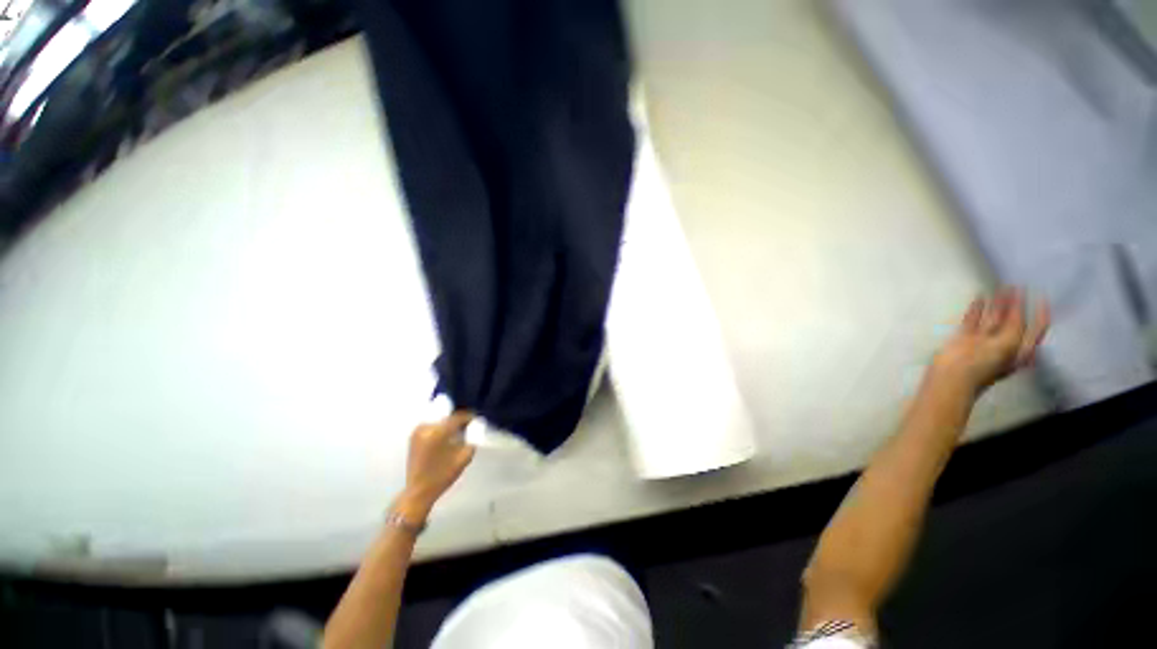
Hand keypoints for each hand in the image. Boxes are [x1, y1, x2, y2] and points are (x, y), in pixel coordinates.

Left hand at [394, 412, 475, 522]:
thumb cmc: (443, 476)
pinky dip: (440, 428)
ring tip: (456, 433)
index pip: (458, 417)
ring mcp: (418, 431)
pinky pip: (432, 426)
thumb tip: (474, 427)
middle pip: (448, 417)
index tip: (476, 420)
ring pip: (439, 420)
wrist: (419, 491)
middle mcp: (426, 427)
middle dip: (458, 421)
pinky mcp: (413, 436)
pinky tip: (445, 438)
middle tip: (467, 427)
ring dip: (449, 424)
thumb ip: (472, 439)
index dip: (469, 417)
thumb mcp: (464, 457)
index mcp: (439, 431)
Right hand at [933, 288, 1049, 393]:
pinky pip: (973, 320)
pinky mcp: (964, 338)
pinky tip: (979, 297)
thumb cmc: (984, 365)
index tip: (1041, 296)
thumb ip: (1015, 326)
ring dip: (998, 304)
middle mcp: (1004, 344)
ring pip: (994, 319)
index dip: (1040, 313)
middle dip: (1017, 305)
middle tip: (1017, 287)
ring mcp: (983, 341)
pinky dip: (977, 309)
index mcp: (1020, 349)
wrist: (952, 376)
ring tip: (1000, 288)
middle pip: (1014, 321)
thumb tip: (1017, 305)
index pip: (1035, 328)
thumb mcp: (1008, 346)